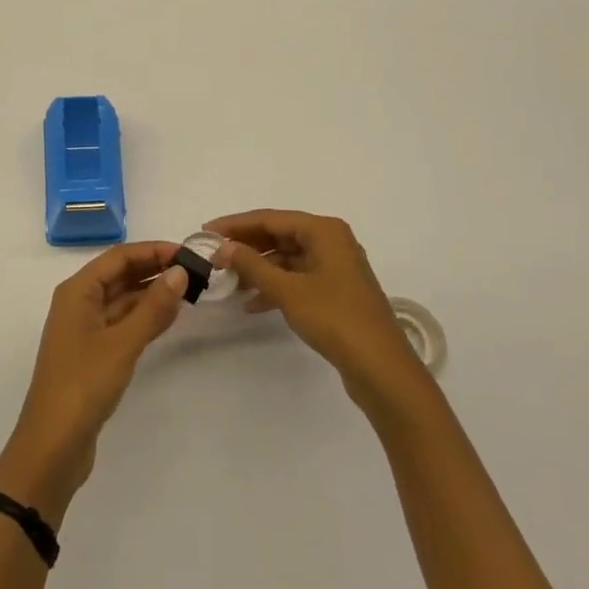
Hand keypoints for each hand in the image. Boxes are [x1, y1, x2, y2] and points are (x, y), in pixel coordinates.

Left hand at [0, 242, 187, 525]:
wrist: (52, 446)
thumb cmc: (83, 384)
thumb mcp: (122, 343)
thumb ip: (152, 307)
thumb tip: (180, 272)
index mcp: (77, 290)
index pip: (119, 256)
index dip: (153, 250)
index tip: (188, 252)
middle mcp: (79, 302)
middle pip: (120, 274)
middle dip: (154, 269)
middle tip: (194, 270)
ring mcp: (85, 329)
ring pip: (122, 299)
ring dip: (152, 293)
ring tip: (189, 289)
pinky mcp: (93, 353)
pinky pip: (122, 322)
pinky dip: (144, 317)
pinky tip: (170, 316)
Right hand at [210, 210, 417, 405]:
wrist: (382, 370)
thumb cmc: (335, 319)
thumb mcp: (287, 290)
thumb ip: (252, 265)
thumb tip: (222, 247)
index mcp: (324, 230)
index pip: (270, 218)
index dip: (235, 224)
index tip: (206, 232)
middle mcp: (331, 241)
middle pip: (279, 235)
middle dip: (246, 246)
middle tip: (215, 256)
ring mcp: (335, 267)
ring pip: (287, 258)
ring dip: (259, 269)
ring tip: (229, 282)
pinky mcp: (336, 291)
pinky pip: (297, 277)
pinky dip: (275, 286)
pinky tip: (253, 304)